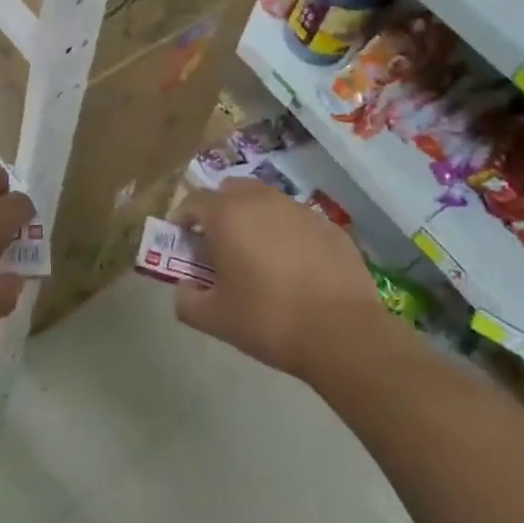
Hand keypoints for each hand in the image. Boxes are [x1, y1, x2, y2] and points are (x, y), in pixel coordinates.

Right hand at [174, 179, 391, 382]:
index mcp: (228, 215)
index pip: (194, 200)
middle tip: (218, 243)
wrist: (341, 331)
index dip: (183, 218)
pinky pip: (296, 220)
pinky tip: (294, 266)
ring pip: (266, 201)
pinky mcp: (329, 225)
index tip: (182, 239)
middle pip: (231, 190)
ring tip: (257, 254)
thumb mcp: (213, 319)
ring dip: (254, 218)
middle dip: (219, 210)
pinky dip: (286, 233)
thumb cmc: (268, 320)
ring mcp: (300, 209)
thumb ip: (186, 299)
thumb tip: (186, 286)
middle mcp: (262, 200)